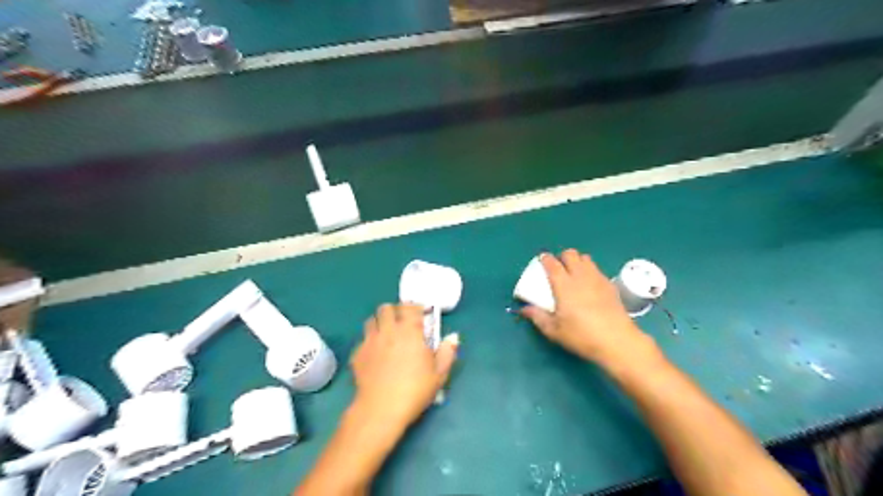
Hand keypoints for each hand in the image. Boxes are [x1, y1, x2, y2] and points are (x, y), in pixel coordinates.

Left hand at [348, 304, 457, 427]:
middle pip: (386, 308)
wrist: (381, 409)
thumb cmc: (415, 390)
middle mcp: (388, 330)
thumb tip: (453, 337)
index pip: (409, 306)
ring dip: (379, 324)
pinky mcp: (357, 354)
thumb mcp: (439, 374)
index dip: (414, 307)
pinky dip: (369, 342)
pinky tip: (374, 355)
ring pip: (371, 320)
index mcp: (409, 331)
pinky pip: (363, 340)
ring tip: (386, 335)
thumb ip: (447, 352)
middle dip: (394, 312)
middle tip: (401, 323)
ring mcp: (370, 341)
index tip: (420, 315)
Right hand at [519, 249, 654, 365]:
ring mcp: (597, 279)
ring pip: (586, 258)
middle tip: (558, 269)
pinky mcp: (610, 285)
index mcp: (564, 284)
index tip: (541, 261)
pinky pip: (597, 269)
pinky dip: (589, 271)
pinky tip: (589, 286)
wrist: (617, 341)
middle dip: (562, 257)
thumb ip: (538, 317)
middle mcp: (580, 276)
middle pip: (571, 254)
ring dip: (577, 262)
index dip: (545, 259)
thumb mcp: (554, 330)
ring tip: (573, 274)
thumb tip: (524, 309)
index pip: (552, 263)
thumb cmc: (581, 336)